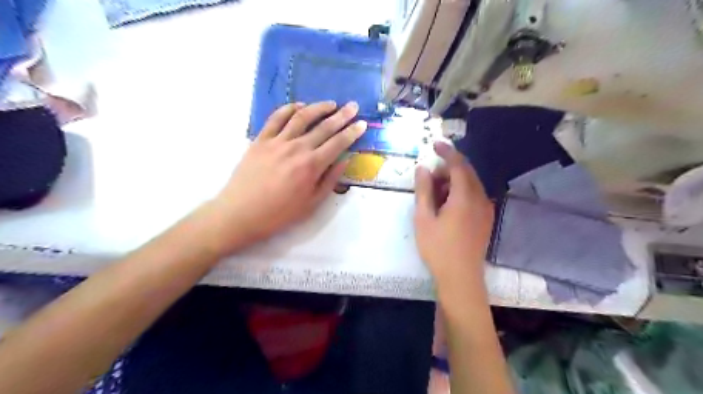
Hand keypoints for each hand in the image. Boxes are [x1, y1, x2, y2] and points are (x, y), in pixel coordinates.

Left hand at [203, 100, 368, 254]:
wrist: (241, 213)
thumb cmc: (279, 213)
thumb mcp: (311, 203)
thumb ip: (330, 180)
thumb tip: (345, 160)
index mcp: (312, 165)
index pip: (338, 143)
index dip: (352, 132)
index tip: (362, 123)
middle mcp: (297, 148)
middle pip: (324, 126)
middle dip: (342, 115)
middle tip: (353, 106)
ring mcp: (277, 141)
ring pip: (302, 117)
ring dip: (318, 107)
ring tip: (330, 103)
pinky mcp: (261, 139)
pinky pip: (276, 118)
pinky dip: (289, 108)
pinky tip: (299, 106)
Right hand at [413, 141, 489, 285]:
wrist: (461, 278)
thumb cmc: (438, 248)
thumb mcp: (424, 218)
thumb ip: (423, 190)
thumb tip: (422, 168)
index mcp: (465, 197)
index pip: (458, 165)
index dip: (447, 152)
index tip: (435, 144)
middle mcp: (480, 199)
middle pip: (467, 172)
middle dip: (449, 167)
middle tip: (429, 175)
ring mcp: (486, 209)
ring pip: (471, 184)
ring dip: (454, 180)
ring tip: (435, 191)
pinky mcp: (486, 219)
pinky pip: (475, 195)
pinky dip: (460, 191)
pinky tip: (447, 204)